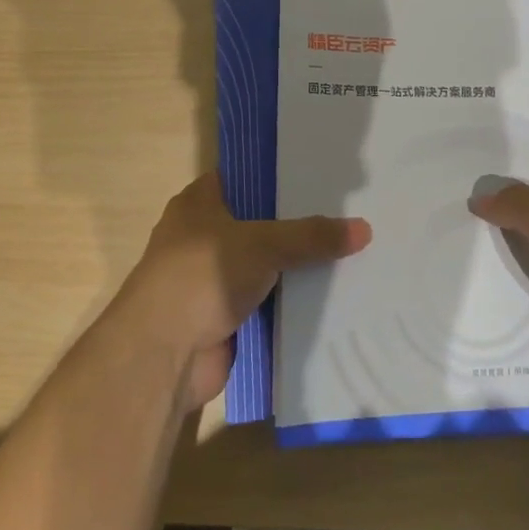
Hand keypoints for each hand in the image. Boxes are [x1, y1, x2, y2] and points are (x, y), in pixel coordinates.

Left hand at [121, 172, 370, 410]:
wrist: (163, 355)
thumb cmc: (202, 275)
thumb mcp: (262, 243)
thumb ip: (311, 235)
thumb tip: (365, 229)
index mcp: (198, 203)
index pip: (244, 177)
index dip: (279, 175)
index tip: (320, 174)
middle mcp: (203, 236)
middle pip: (259, 223)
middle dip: (297, 223)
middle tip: (347, 212)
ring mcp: (212, 279)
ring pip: (265, 264)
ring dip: (296, 266)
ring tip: (350, 251)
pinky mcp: (224, 317)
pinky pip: (267, 301)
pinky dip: (291, 301)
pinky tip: (332, 295)